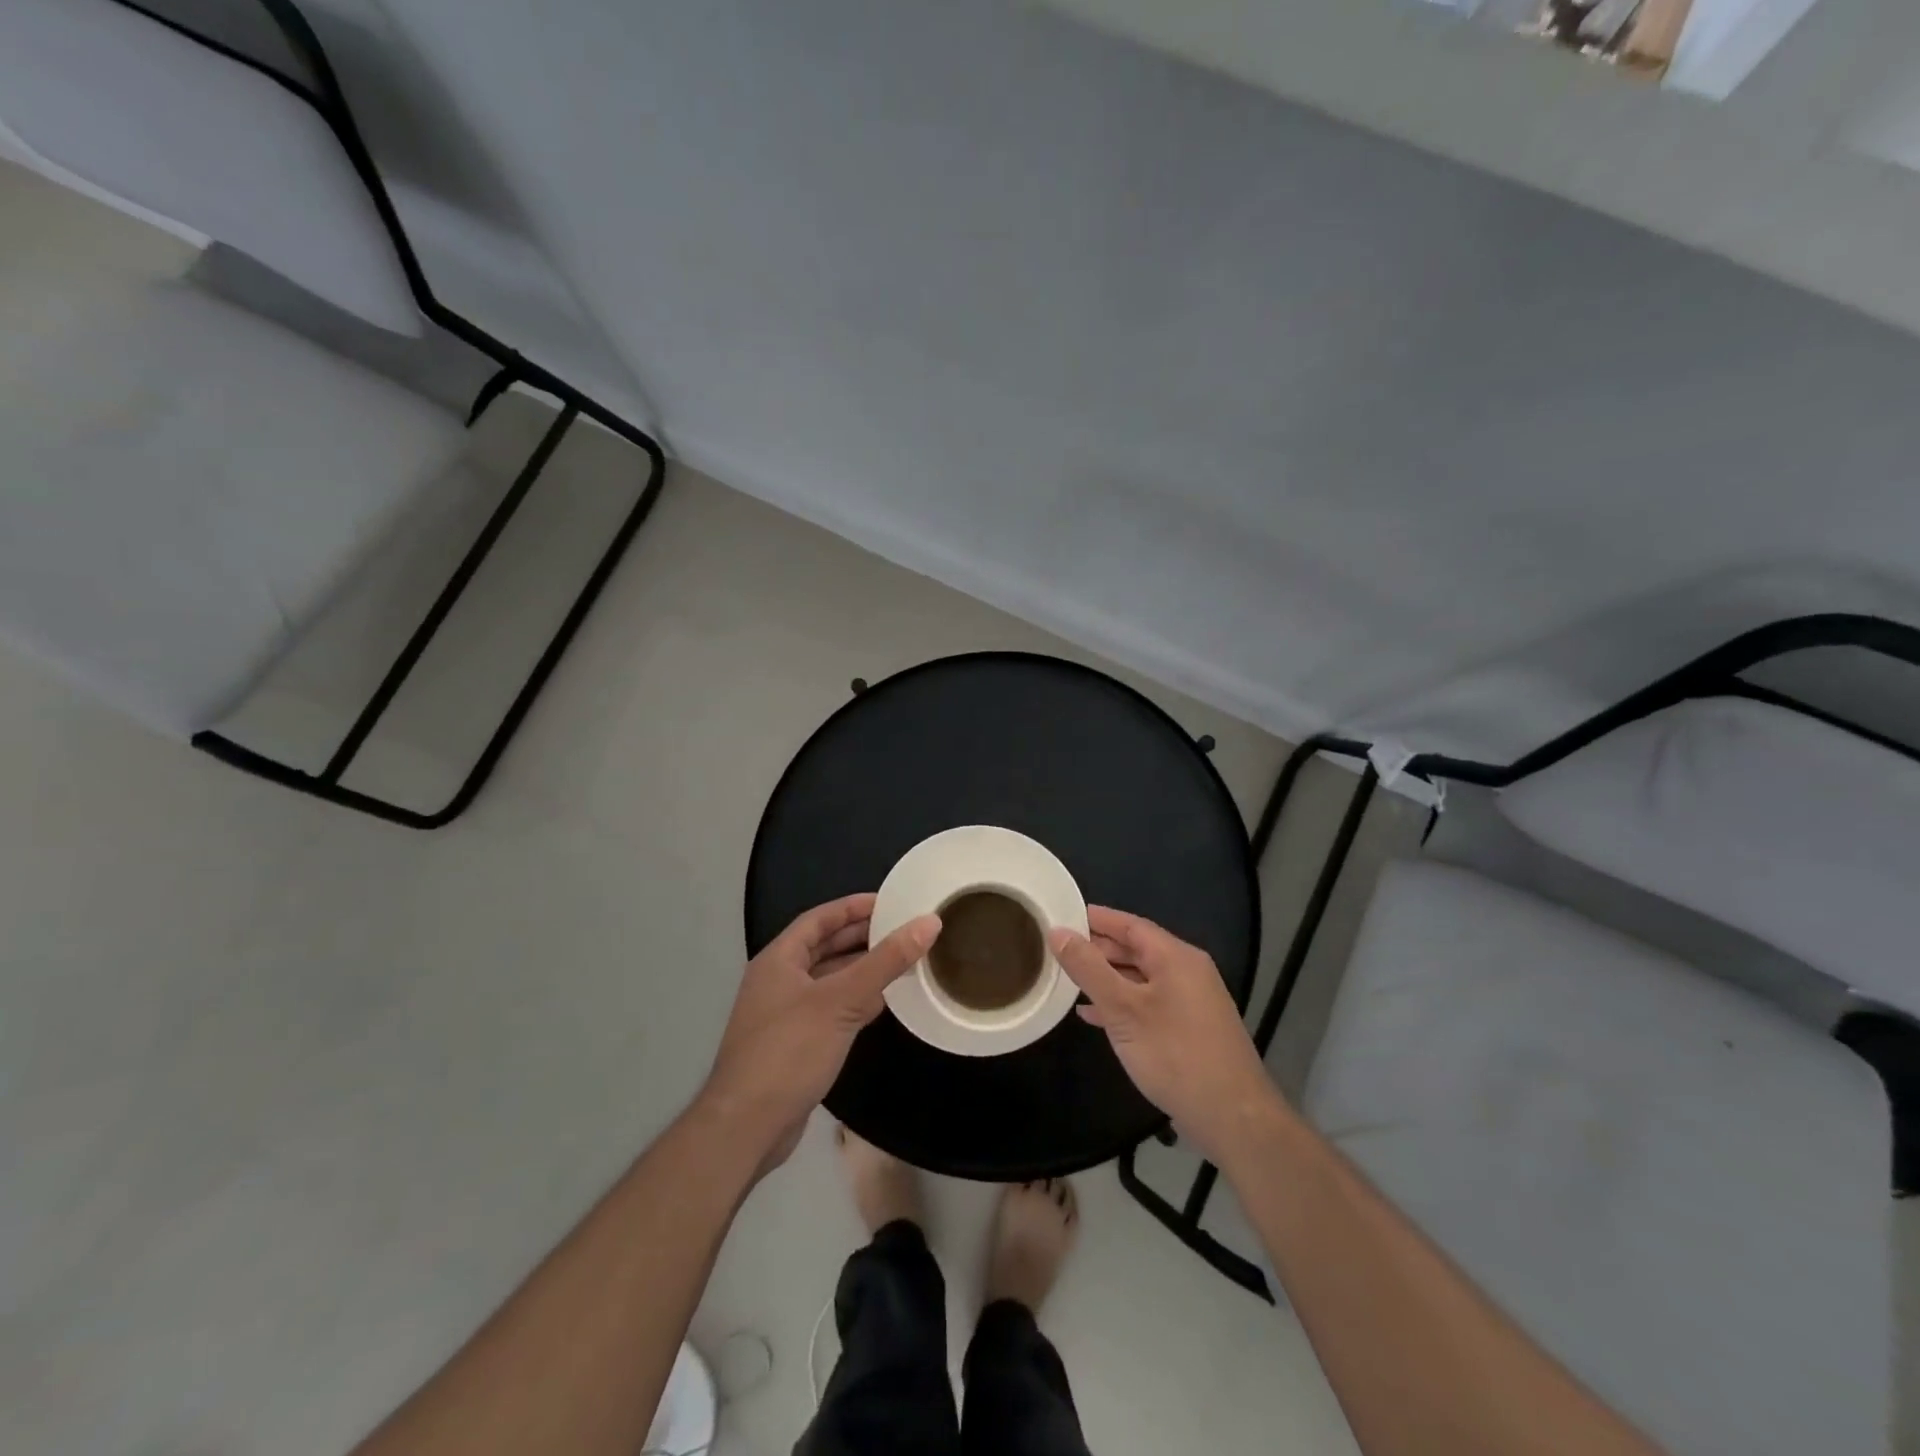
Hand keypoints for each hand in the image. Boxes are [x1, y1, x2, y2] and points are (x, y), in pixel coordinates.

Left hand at [700, 894, 939, 1174]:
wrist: (747, 1126)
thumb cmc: (789, 1050)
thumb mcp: (842, 1000)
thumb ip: (886, 962)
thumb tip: (928, 923)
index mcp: (779, 960)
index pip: (819, 919)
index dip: (852, 907)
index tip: (889, 902)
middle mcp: (777, 981)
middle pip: (823, 948)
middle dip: (860, 937)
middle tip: (901, 929)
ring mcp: (783, 1014)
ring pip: (828, 980)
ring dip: (860, 970)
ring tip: (899, 961)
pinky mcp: (793, 1044)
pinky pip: (829, 1009)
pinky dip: (854, 1001)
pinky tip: (880, 1004)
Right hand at [1050, 907, 1281, 1161]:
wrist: (1233, 1118)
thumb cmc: (1175, 1055)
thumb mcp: (1124, 1009)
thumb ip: (1089, 969)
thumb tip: (1058, 932)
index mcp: (1176, 957)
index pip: (1131, 924)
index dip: (1097, 918)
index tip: (1064, 914)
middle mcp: (1187, 972)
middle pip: (1137, 949)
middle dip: (1099, 948)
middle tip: (1059, 948)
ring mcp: (1191, 1002)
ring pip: (1141, 977)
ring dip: (1107, 977)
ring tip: (1069, 978)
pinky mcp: (1190, 1029)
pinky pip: (1148, 1002)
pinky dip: (1121, 1003)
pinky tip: (1093, 1015)